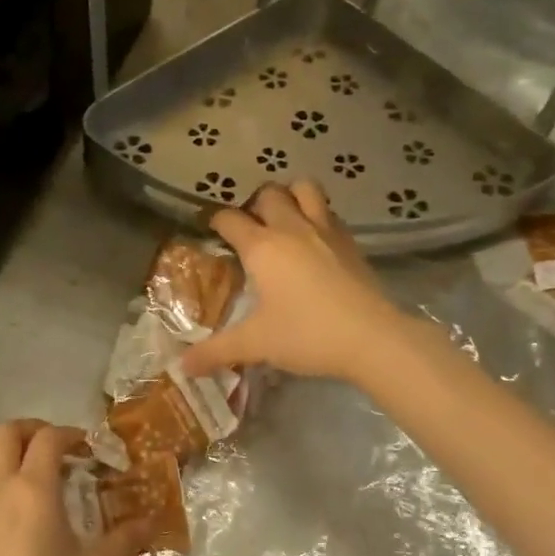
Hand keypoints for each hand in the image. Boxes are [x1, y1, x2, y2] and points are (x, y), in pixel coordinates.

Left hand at [0, 420, 149, 555]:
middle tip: (59, 450)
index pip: (49, 439)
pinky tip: (11, 509)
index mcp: (33, 490)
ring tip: (33, 474)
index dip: (71, 434)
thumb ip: (123, 540)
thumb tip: (151, 521)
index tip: (88, 449)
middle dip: (34, 431)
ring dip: (8, 451)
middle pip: (7, 433)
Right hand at [181, 181, 407, 383]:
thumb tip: (182, 366)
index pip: (229, 219)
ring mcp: (325, 230)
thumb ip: (216, 351)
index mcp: (262, 247)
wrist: (372, 338)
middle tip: (249, 229)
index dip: (215, 221)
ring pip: (304, 188)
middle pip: (268, 193)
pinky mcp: (350, 241)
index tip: (209, 230)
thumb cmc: (307, 335)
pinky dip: (317, 214)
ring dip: (290, 195)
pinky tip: (314, 240)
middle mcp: (291, 228)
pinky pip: (329, 212)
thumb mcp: (256, 344)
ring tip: (283, 219)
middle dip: (253, 204)